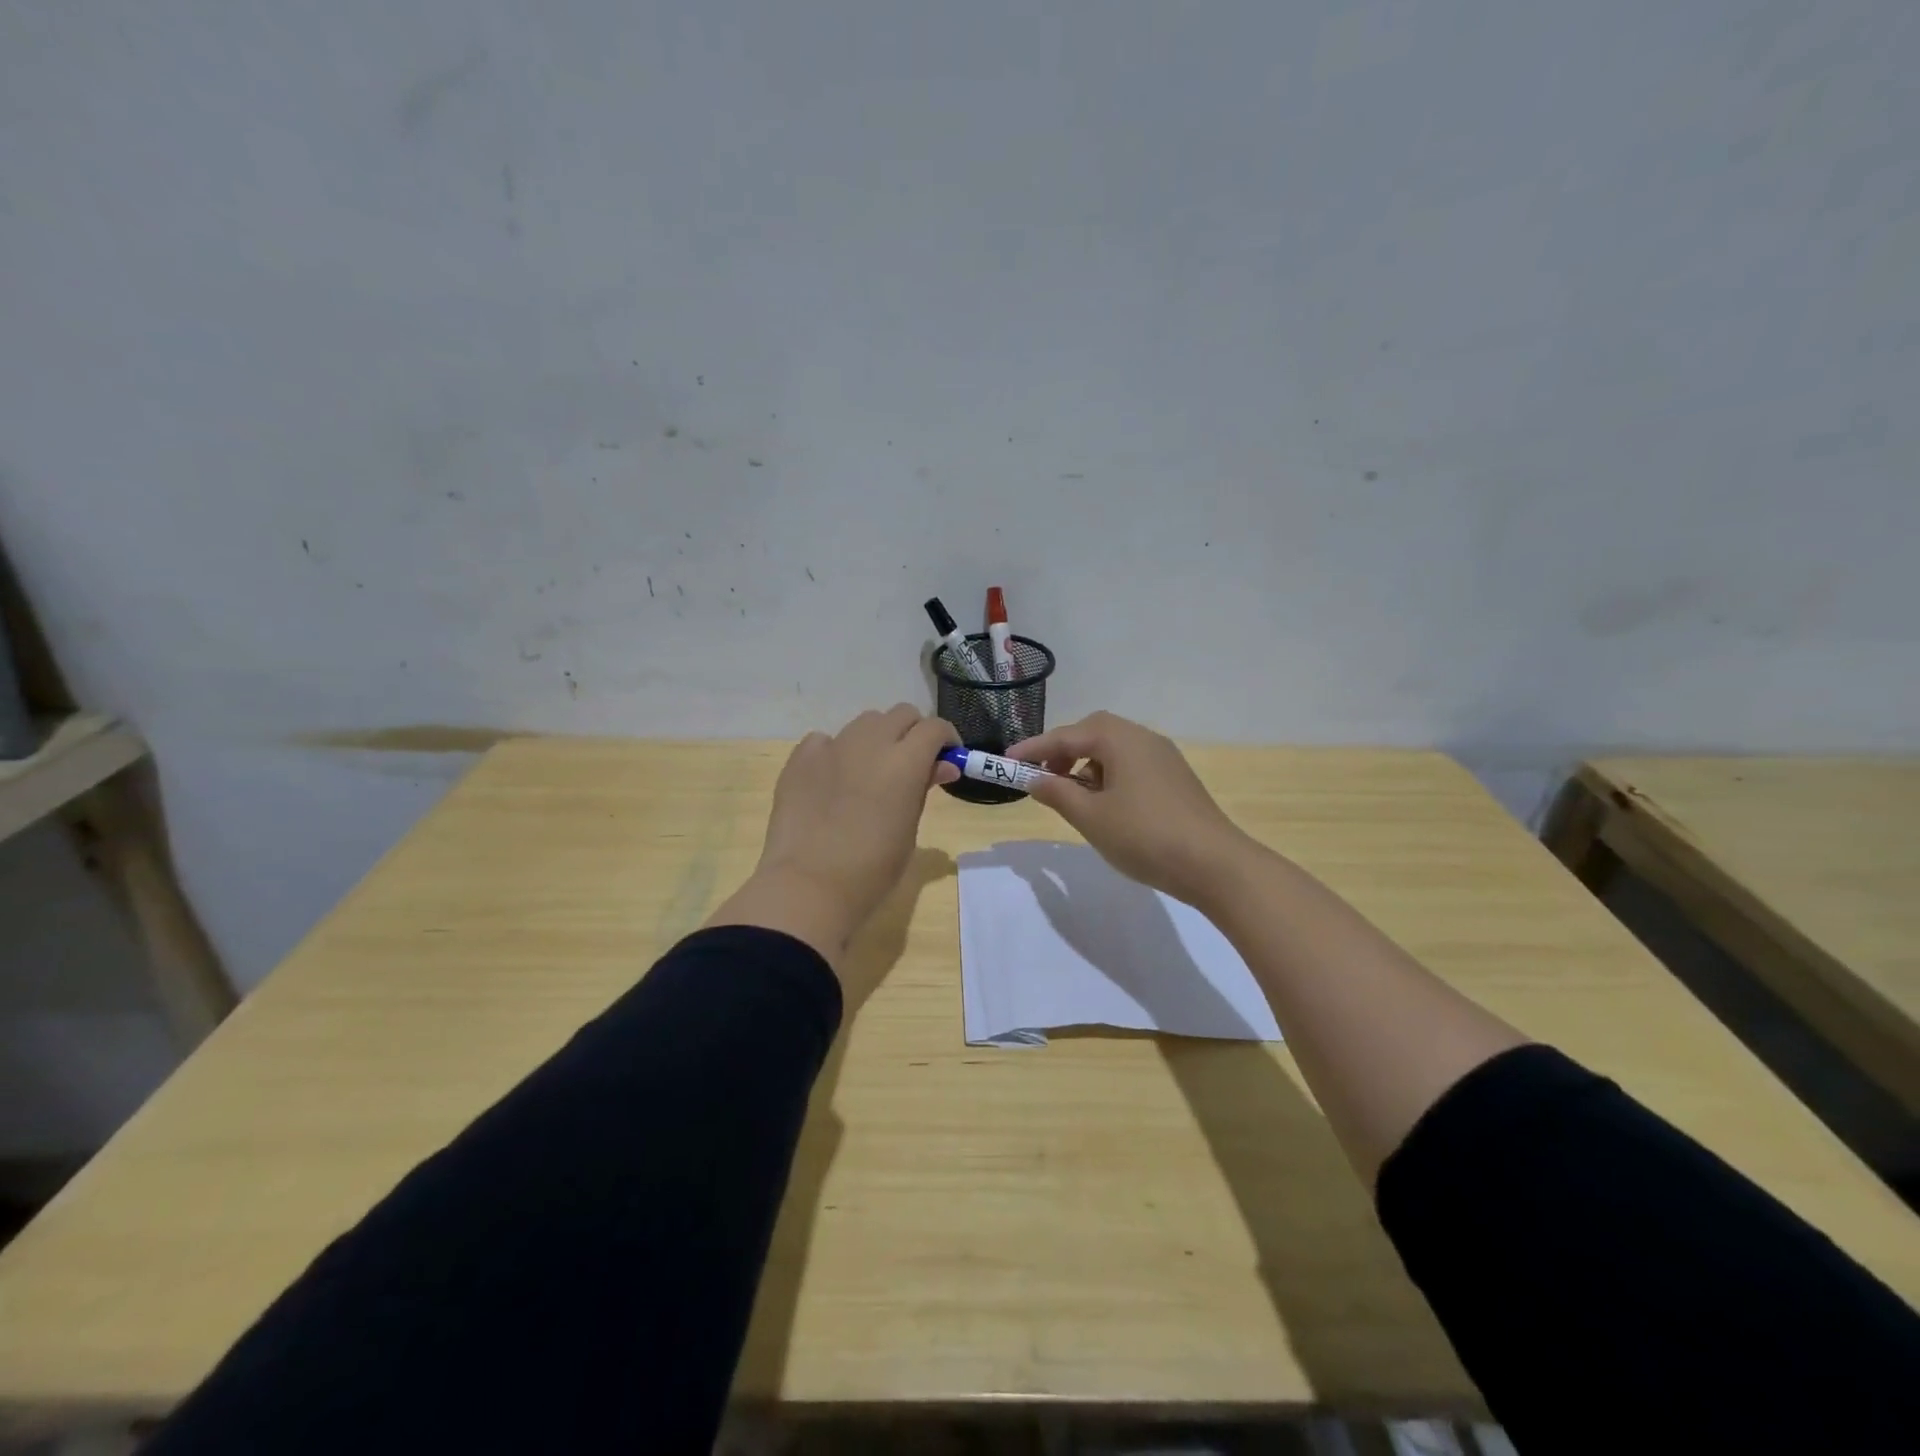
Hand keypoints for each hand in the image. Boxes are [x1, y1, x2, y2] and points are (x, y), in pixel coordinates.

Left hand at [705, 706, 958, 966]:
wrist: (808, 886)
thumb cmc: (872, 870)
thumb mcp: (909, 831)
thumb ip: (923, 790)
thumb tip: (941, 766)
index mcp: (905, 761)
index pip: (934, 727)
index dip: (946, 740)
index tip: (947, 760)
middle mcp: (870, 743)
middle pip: (901, 714)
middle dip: (913, 733)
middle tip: (913, 764)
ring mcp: (831, 747)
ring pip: (864, 722)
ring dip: (877, 738)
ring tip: (872, 772)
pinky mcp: (800, 758)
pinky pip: (825, 740)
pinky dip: (837, 752)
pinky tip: (834, 780)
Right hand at [1007, 711, 1261, 909]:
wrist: (1215, 864)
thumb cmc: (1145, 836)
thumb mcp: (1091, 817)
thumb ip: (1057, 793)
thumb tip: (1033, 778)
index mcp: (1120, 739)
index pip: (1067, 735)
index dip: (1034, 749)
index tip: (1006, 762)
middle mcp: (1143, 738)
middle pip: (1093, 733)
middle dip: (1063, 751)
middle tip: (1042, 777)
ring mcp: (1163, 757)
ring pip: (1114, 750)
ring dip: (1086, 766)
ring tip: (1072, 797)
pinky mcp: (1175, 779)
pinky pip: (1131, 765)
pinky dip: (1108, 776)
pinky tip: (1105, 805)